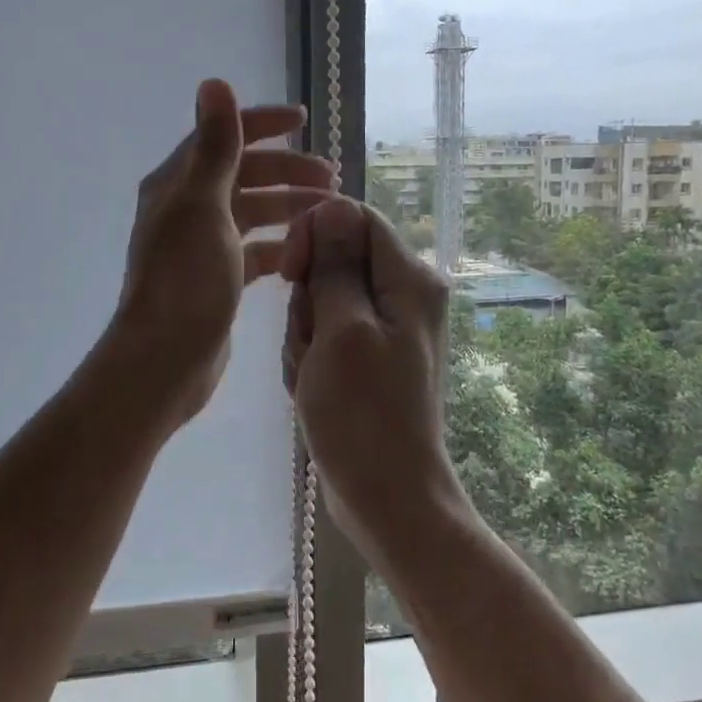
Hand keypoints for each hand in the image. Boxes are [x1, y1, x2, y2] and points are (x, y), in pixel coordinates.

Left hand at [110, 79, 332, 426]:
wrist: (166, 358)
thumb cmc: (186, 280)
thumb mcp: (203, 205)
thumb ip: (215, 146)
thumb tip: (214, 82)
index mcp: (178, 185)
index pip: (224, 139)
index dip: (263, 124)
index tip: (305, 120)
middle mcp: (187, 210)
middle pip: (244, 176)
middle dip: (287, 171)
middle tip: (332, 178)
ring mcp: (202, 247)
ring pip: (253, 213)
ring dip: (288, 207)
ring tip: (329, 212)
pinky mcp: (218, 280)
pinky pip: (256, 251)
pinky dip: (281, 245)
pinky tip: (307, 250)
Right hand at [280, 197, 455, 554]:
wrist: (388, 496)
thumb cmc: (363, 415)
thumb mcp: (342, 331)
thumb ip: (337, 265)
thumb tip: (334, 205)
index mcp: (410, 279)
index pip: (354, 217)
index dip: (315, 235)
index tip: (291, 274)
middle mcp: (405, 295)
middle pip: (336, 261)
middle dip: (309, 299)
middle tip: (312, 345)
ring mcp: (388, 328)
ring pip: (324, 300)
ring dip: (305, 335)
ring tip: (313, 376)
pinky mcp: (371, 356)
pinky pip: (328, 335)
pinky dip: (312, 357)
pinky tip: (314, 389)